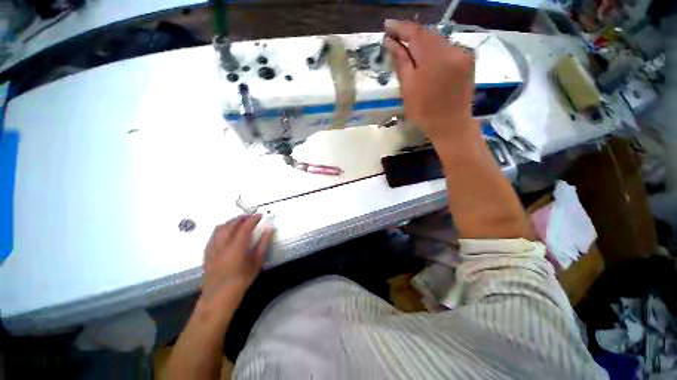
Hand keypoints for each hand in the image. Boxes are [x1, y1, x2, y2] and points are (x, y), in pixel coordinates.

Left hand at [201, 214, 273, 304]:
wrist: (218, 298)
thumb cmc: (240, 282)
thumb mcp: (256, 263)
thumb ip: (263, 244)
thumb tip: (269, 230)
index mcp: (236, 247)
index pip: (245, 226)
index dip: (253, 218)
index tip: (260, 215)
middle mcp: (222, 244)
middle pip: (230, 224)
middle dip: (241, 217)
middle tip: (251, 217)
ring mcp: (212, 248)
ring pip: (219, 228)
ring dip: (230, 222)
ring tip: (239, 222)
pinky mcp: (207, 253)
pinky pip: (213, 235)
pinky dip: (221, 229)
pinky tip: (226, 232)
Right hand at [384, 20, 477, 144]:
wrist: (450, 124)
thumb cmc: (424, 111)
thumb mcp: (408, 88)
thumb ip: (401, 62)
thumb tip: (390, 42)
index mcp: (434, 58)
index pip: (416, 33)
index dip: (400, 27)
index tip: (387, 26)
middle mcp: (452, 49)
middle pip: (428, 33)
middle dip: (411, 34)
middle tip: (395, 36)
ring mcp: (462, 53)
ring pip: (438, 40)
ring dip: (423, 42)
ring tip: (409, 47)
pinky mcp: (468, 60)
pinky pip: (448, 47)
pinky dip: (435, 49)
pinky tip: (427, 57)